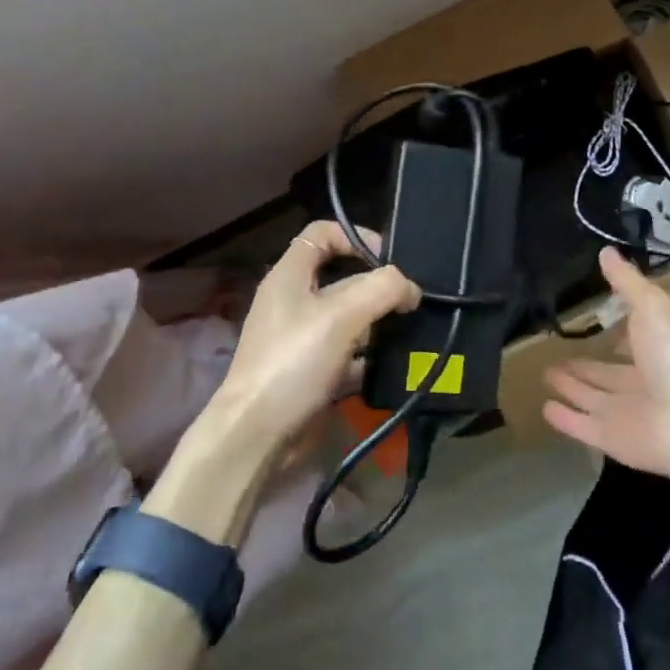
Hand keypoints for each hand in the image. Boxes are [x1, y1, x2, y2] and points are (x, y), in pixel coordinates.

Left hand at [208, 221, 420, 455]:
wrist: (257, 436)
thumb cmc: (294, 362)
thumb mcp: (342, 316)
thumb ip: (382, 289)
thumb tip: (411, 288)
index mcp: (290, 275)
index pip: (323, 233)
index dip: (356, 237)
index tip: (390, 258)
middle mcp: (294, 301)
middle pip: (343, 277)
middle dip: (378, 285)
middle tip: (412, 299)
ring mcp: (302, 338)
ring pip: (349, 317)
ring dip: (379, 322)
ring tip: (413, 330)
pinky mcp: (311, 371)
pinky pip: (348, 353)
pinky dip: (370, 356)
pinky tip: (395, 364)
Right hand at [543, 247, 669, 480]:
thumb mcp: (652, 305)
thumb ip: (627, 282)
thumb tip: (606, 251)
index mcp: (655, 351)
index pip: (629, 342)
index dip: (613, 333)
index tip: (591, 321)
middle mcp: (640, 383)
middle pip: (605, 374)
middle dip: (583, 365)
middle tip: (553, 355)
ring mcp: (624, 414)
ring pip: (591, 398)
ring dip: (570, 387)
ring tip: (546, 375)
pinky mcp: (609, 439)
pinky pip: (581, 426)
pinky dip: (564, 418)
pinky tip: (545, 407)